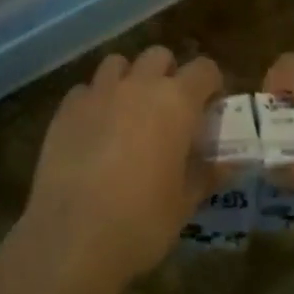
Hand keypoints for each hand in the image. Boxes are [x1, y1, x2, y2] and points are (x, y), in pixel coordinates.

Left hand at [22, 46, 222, 285]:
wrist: (72, 237)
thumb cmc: (142, 221)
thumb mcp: (185, 203)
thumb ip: (207, 174)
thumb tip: (227, 164)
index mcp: (176, 102)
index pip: (204, 69)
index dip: (210, 84)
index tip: (210, 106)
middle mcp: (138, 85)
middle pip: (158, 56)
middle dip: (168, 74)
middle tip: (169, 109)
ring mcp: (98, 92)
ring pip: (118, 63)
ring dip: (129, 79)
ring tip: (129, 111)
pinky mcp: (66, 108)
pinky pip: (86, 89)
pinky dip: (95, 101)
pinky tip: (94, 130)